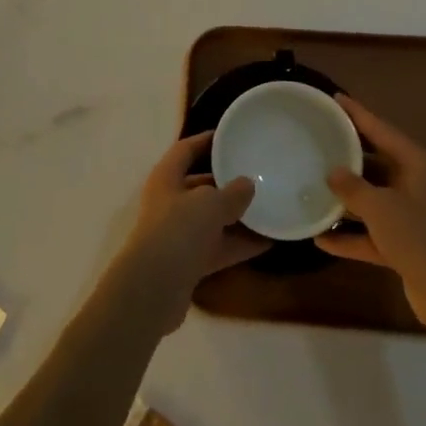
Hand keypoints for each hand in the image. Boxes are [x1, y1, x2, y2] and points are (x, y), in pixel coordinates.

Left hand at [114, 132, 270, 332]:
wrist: (153, 289)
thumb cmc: (177, 230)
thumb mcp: (209, 204)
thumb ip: (232, 192)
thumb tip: (247, 184)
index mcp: (167, 177)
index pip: (186, 150)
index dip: (207, 141)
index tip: (232, 136)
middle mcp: (170, 202)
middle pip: (201, 185)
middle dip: (228, 182)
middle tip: (259, 175)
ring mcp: (179, 234)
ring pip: (213, 219)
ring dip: (239, 216)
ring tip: (271, 207)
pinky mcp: (189, 263)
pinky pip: (220, 246)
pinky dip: (241, 244)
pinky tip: (269, 242)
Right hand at [316, 95, 425, 334]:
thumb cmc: (420, 238)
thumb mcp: (381, 207)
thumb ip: (353, 187)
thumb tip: (333, 172)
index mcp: (418, 164)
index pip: (382, 130)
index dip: (357, 114)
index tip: (335, 99)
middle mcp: (418, 185)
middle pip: (377, 163)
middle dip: (347, 157)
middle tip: (317, 142)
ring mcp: (413, 217)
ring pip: (373, 200)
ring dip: (346, 200)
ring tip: (311, 187)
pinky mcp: (407, 246)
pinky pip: (372, 233)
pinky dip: (350, 236)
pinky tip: (320, 240)